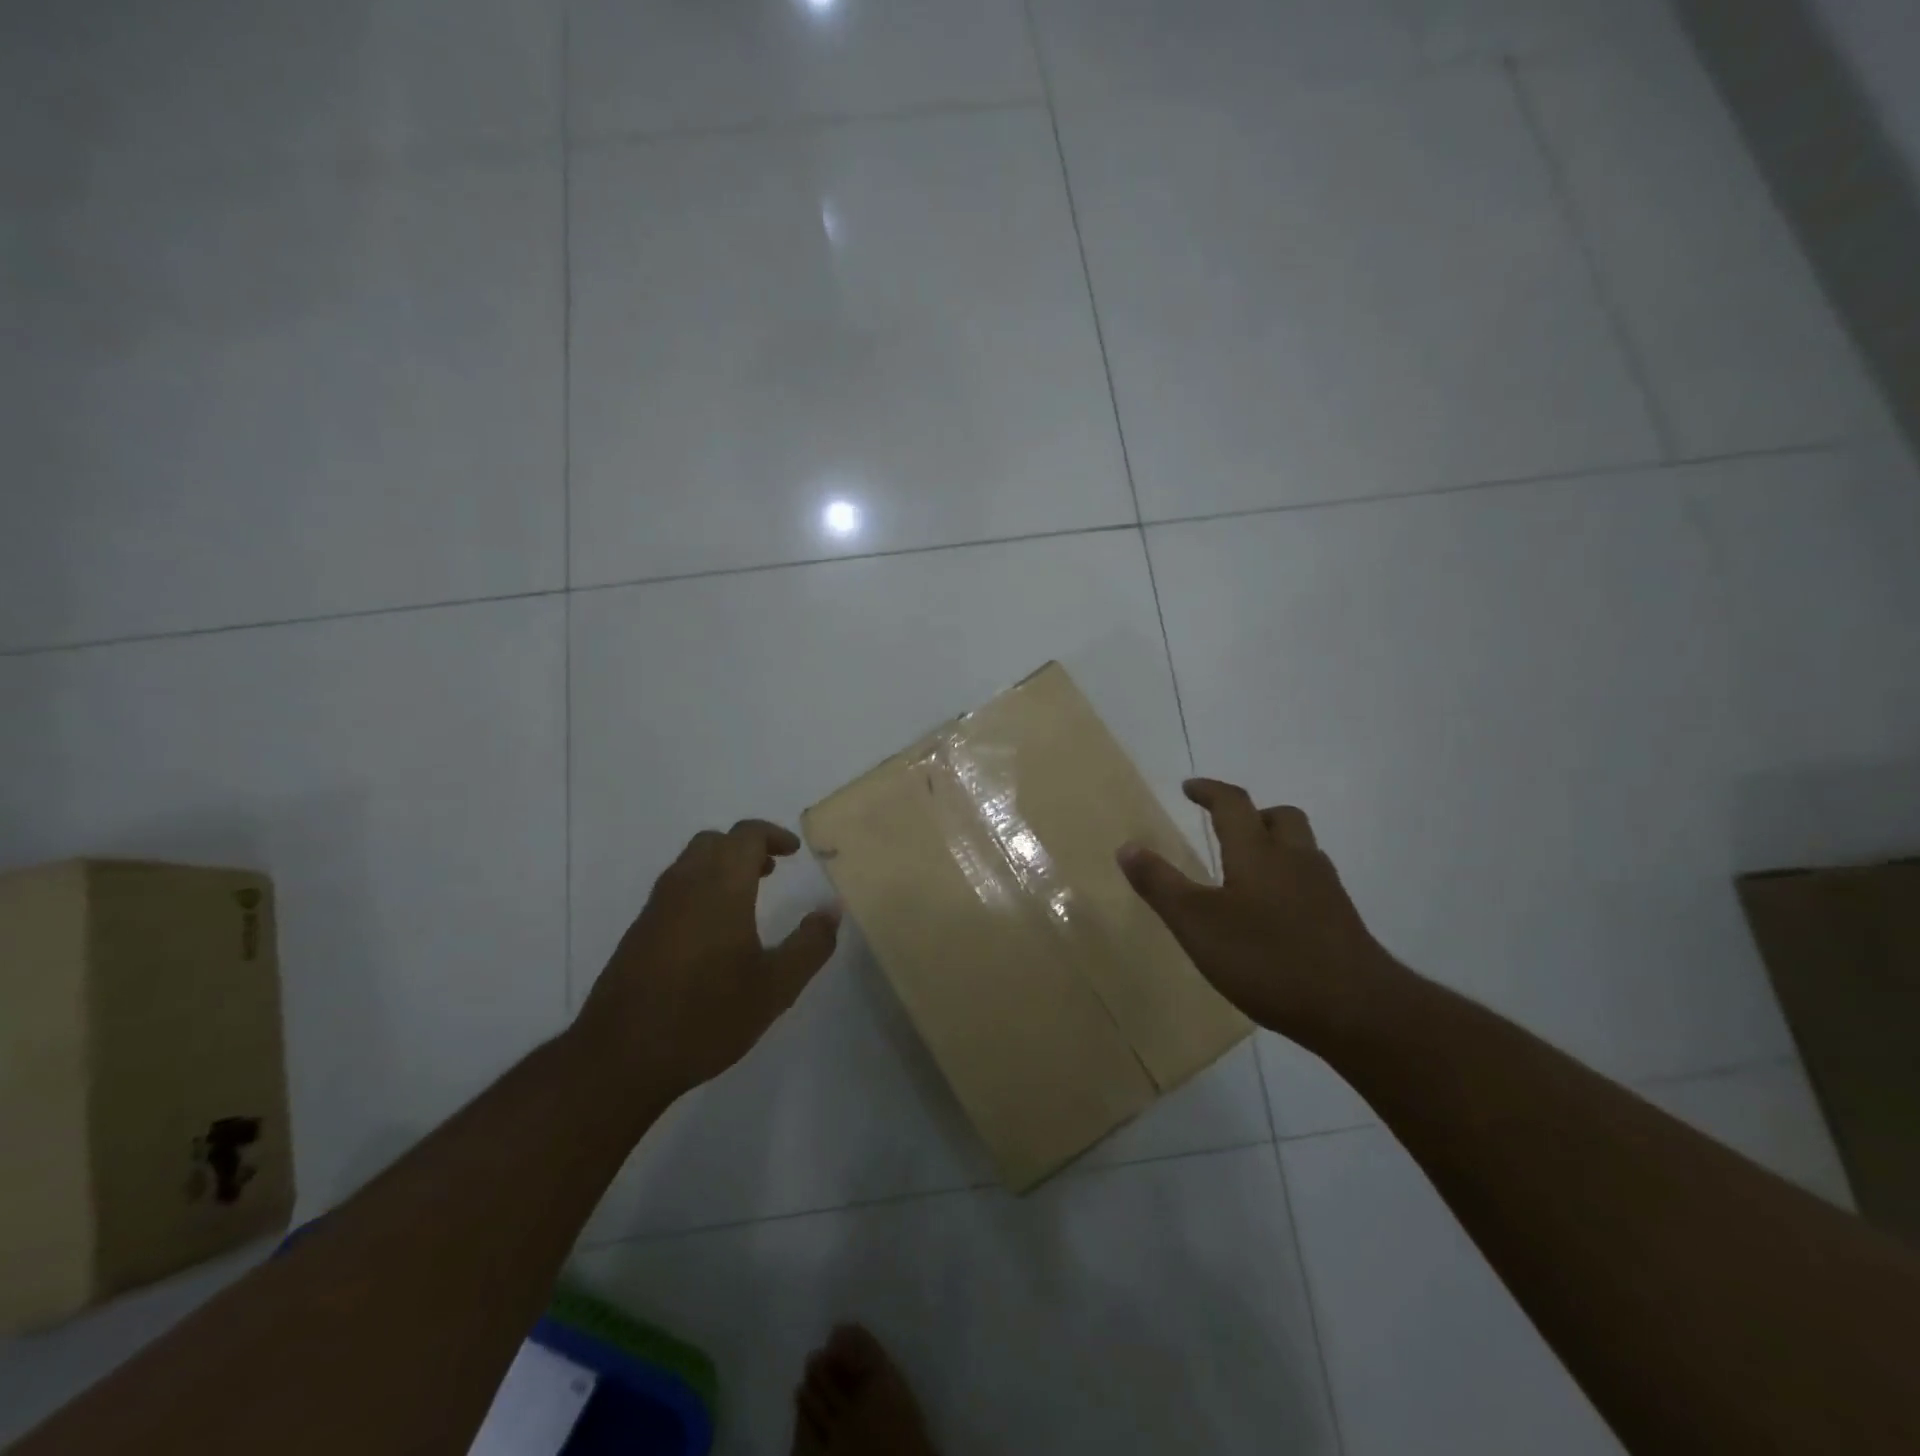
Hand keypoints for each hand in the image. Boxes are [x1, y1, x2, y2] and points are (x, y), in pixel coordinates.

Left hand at [575, 819, 839, 1100]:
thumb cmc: (707, 1016)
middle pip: (714, 842)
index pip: (745, 835)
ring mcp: (655, 909)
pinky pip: (674, 890)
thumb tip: (832, 909)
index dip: (773, 834)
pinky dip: (700, 889)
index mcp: (721, 888)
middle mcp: (684, 886)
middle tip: (771, 870)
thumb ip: (811, 944)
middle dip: (745, 847)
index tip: (794, 851)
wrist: (620, 1057)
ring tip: (747, 899)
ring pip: (689, 864)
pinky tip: (713, 933)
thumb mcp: (777, 987)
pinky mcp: (638, 933)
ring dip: (721, 867)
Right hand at [1117, 779, 1404, 1045]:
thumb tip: (1127, 847)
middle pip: (1280, 818)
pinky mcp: (1341, 920)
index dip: (1210, 791)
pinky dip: (1288, 882)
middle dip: (1252, 815)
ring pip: (1300, 849)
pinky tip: (1273, 916)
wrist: (1356, 1009)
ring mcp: (1324, 890)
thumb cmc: (1266, 958)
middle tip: (1227, 829)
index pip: (1233, 803)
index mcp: (1258, 852)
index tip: (1190, 788)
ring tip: (1246, 873)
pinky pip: (1311, 882)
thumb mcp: (1196, 923)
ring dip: (1274, 847)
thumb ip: (1160, 884)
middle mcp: (1295, 859)